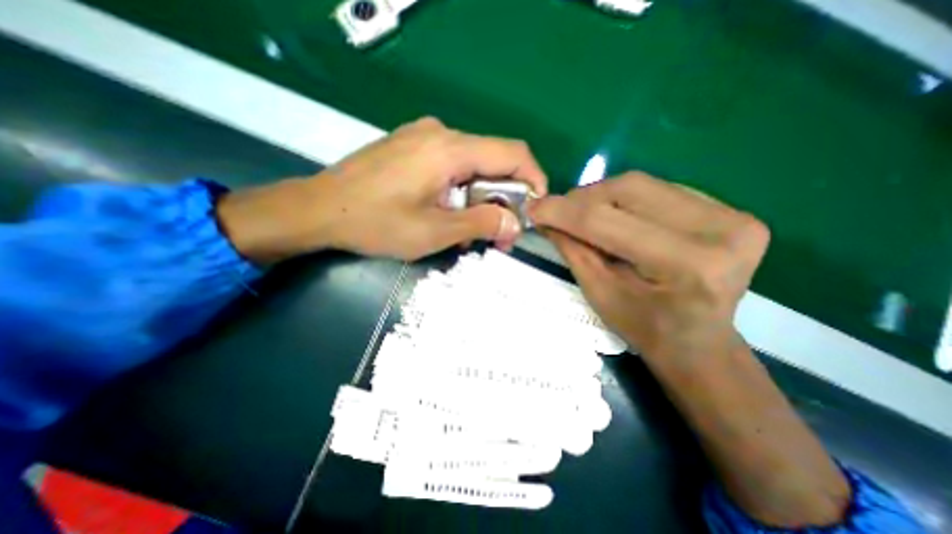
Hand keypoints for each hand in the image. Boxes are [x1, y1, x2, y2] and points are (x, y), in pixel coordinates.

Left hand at [216, 119, 543, 263]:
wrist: (319, 209)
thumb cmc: (376, 223)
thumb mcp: (434, 231)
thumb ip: (480, 223)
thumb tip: (515, 223)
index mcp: (450, 149)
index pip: (513, 153)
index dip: (533, 179)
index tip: (535, 209)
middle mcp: (442, 133)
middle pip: (493, 161)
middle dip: (505, 199)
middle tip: (500, 235)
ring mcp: (424, 137)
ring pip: (473, 166)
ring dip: (482, 198)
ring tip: (471, 231)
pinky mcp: (412, 147)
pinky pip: (452, 166)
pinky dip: (463, 191)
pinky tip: (450, 214)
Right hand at [533, 170, 767, 360]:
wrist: (698, 342)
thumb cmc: (644, 328)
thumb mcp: (599, 293)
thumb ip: (572, 249)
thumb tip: (545, 216)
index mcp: (686, 264)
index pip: (606, 221)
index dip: (562, 212)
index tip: (533, 208)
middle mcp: (720, 230)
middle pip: (628, 190)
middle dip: (580, 198)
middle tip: (555, 210)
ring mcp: (732, 215)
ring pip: (642, 184)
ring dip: (599, 195)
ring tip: (578, 213)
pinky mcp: (730, 210)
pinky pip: (659, 190)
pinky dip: (624, 198)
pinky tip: (611, 214)